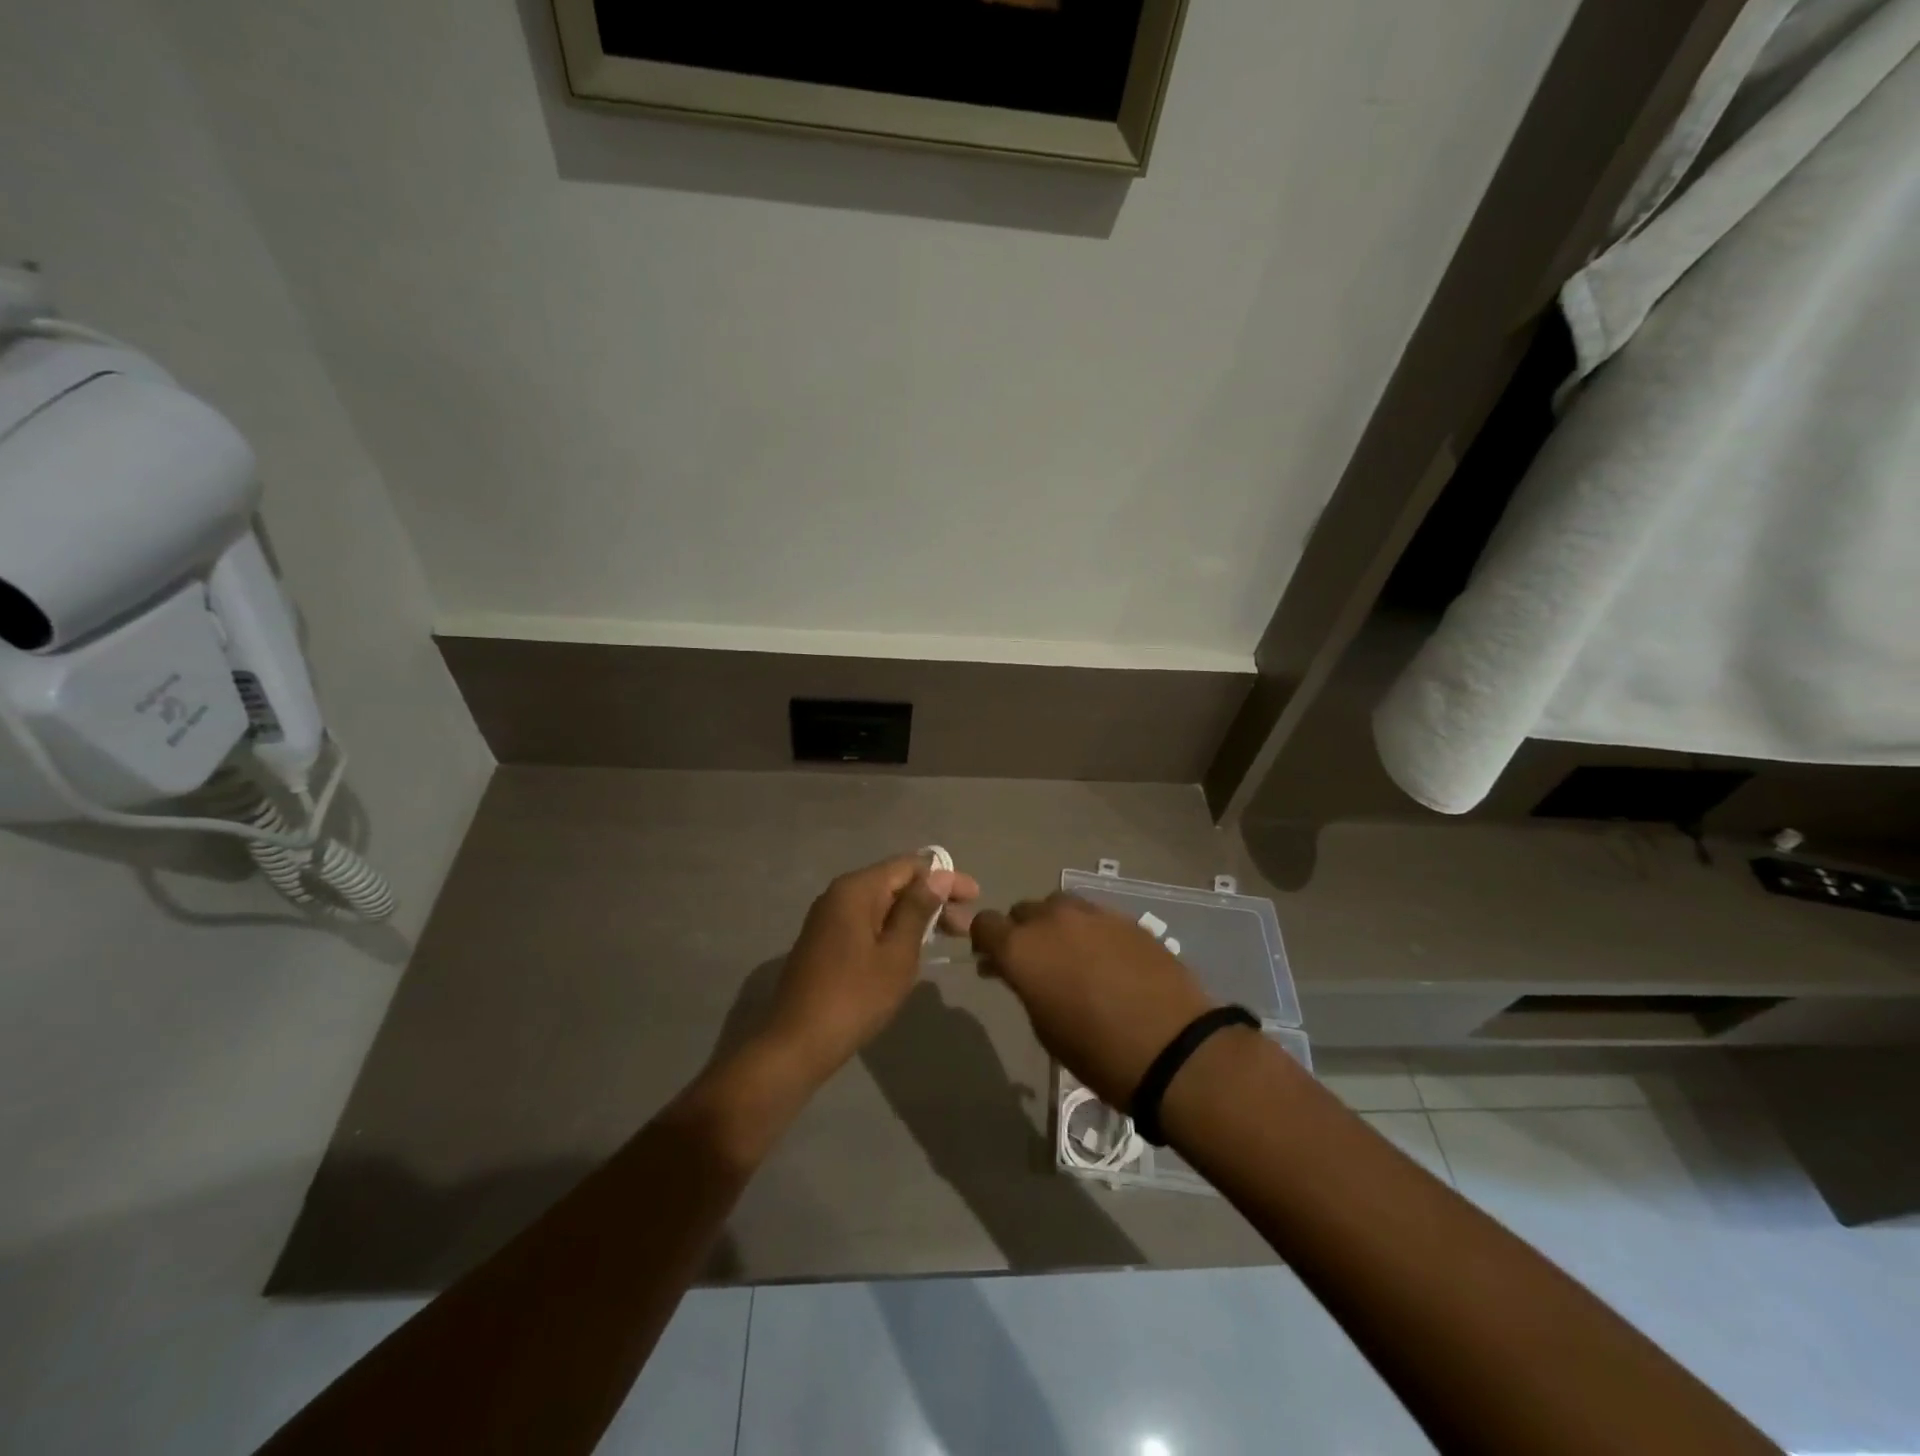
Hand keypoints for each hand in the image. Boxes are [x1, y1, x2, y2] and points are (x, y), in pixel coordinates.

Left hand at [762, 852, 979, 1086]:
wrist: (796, 1043)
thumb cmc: (854, 997)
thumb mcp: (897, 953)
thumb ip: (918, 910)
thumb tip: (938, 876)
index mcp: (856, 889)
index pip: (909, 866)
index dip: (945, 877)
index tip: (975, 897)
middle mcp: (839, 895)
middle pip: (895, 883)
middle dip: (933, 899)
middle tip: (966, 926)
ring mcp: (829, 918)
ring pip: (883, 904)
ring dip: (916, 916)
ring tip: (949, 937)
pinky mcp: (826, 941)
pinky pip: (868, 922)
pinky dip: (895, 929)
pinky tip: (915, 947)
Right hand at [970, 892, 1215, 1107]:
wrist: (1172, 1048)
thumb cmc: (1096, 1052)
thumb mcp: (1044, 1027)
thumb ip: (1025, 986)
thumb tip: (1017, 971)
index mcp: (1022, 947)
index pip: (985, 924)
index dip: (985, 942)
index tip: (993, 963)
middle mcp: (1052, 919)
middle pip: (1023, 911)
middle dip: (1022, 933)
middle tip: (1034, 965)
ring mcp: (1092, 914)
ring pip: (1059, 907)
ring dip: (1055, 926)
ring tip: (1070, 957)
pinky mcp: (1126, 918)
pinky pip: (1094, 916)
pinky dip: (1089, 931)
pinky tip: (1105, 960)